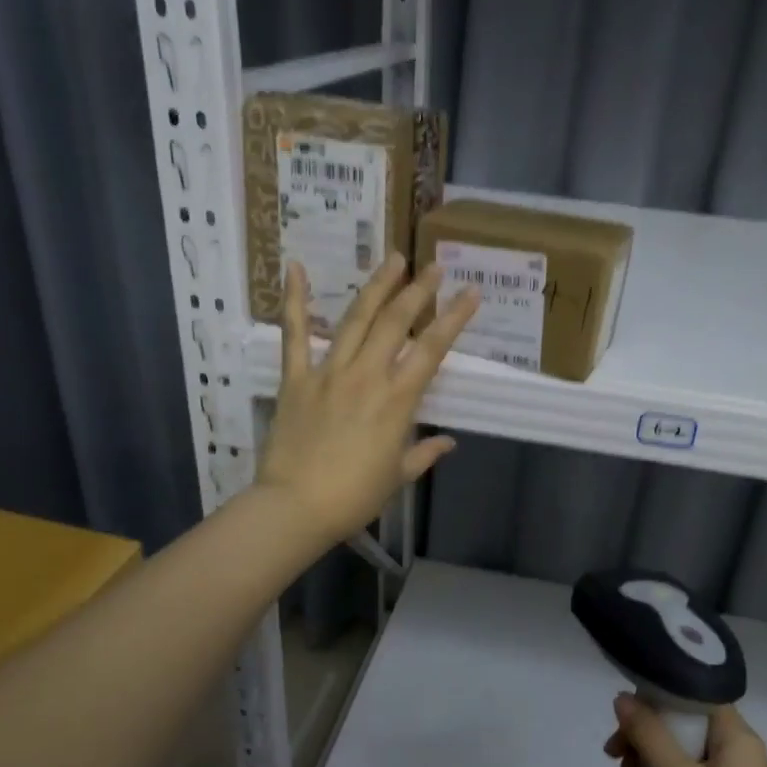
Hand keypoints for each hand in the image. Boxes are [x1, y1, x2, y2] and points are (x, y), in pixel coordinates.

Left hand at [257, 255, 478, 545]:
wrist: (296, 507)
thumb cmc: (354, 497)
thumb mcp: (398, 476)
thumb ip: (424, 453)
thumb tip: (448, 442)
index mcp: (397, 400)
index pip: (432, 349)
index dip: (454, 318)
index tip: (472, 292)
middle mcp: (366, 375)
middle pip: (396, 323)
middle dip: (418, 291)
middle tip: (434, 267)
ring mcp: (328, 372)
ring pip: (356, 319)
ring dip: (377, 287)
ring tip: (393, 259)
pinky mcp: (295, 378)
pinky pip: (294, 334)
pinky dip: (294, 300)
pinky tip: (294, 268)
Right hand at [606, 695, 766, 766]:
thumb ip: (648, 734)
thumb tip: (623, 697)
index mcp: (740, 741)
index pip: (695, 697)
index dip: (657, 700)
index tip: (625, 718)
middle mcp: (737, 757)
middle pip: (679, 728)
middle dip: (641, 744)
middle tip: (614, 763)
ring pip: (673, 758)